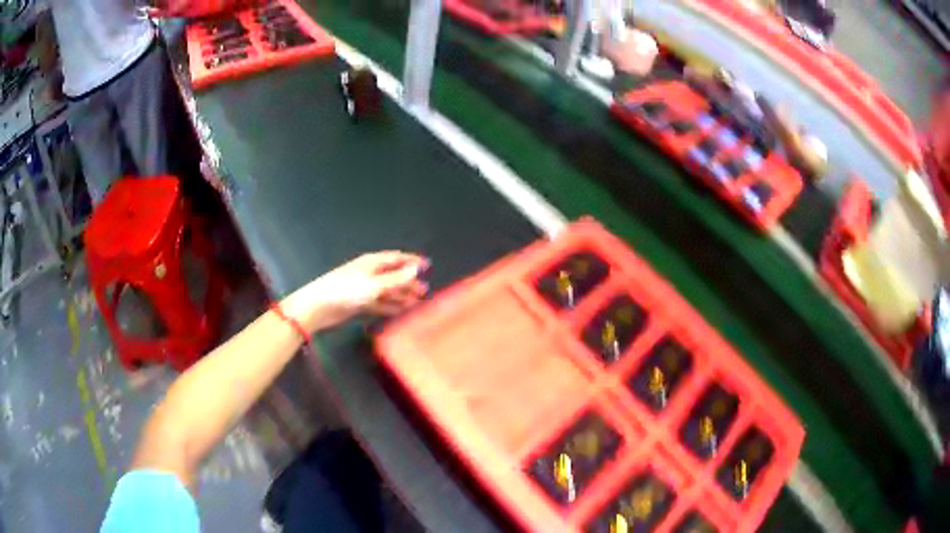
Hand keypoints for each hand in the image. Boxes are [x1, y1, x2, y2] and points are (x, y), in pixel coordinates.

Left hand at [284, 251, 428, 332]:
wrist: (319, 307)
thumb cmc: (346, 290)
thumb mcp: (374, 284)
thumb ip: (396, 279)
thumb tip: (416, 269)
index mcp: (372, 263)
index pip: (396, 259)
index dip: (412, 261)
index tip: (427, 265)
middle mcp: (370, 274)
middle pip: (393, 276)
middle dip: (409, 282)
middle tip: (424, 291)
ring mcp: (364, 289)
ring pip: (388, 291)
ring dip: (402, 296)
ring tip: (418, 303)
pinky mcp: (360, 304)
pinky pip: (380, 304)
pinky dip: (391, 307)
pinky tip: (402, 311)